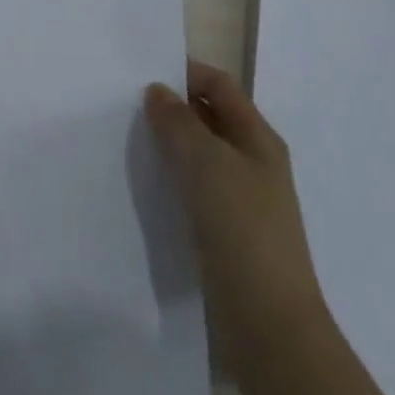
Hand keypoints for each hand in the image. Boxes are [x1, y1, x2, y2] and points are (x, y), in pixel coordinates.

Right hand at [145, 59, 325, 342]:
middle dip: (173, 108)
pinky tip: (146, 184)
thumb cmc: (241, 227)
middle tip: (126, 105)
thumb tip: (158, 90)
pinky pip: (195, 188)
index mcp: (258, 138)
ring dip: (169, 144)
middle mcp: (254, 162)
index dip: (186, 72)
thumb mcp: (206, 162)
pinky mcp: (227, 231)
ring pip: (200, 155)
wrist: (268, 322)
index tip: (142, 73)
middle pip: (211, 117)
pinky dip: (172, 178)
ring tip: (128, 140)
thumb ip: (179, 121)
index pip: (221, 85)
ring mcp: (243, 199)